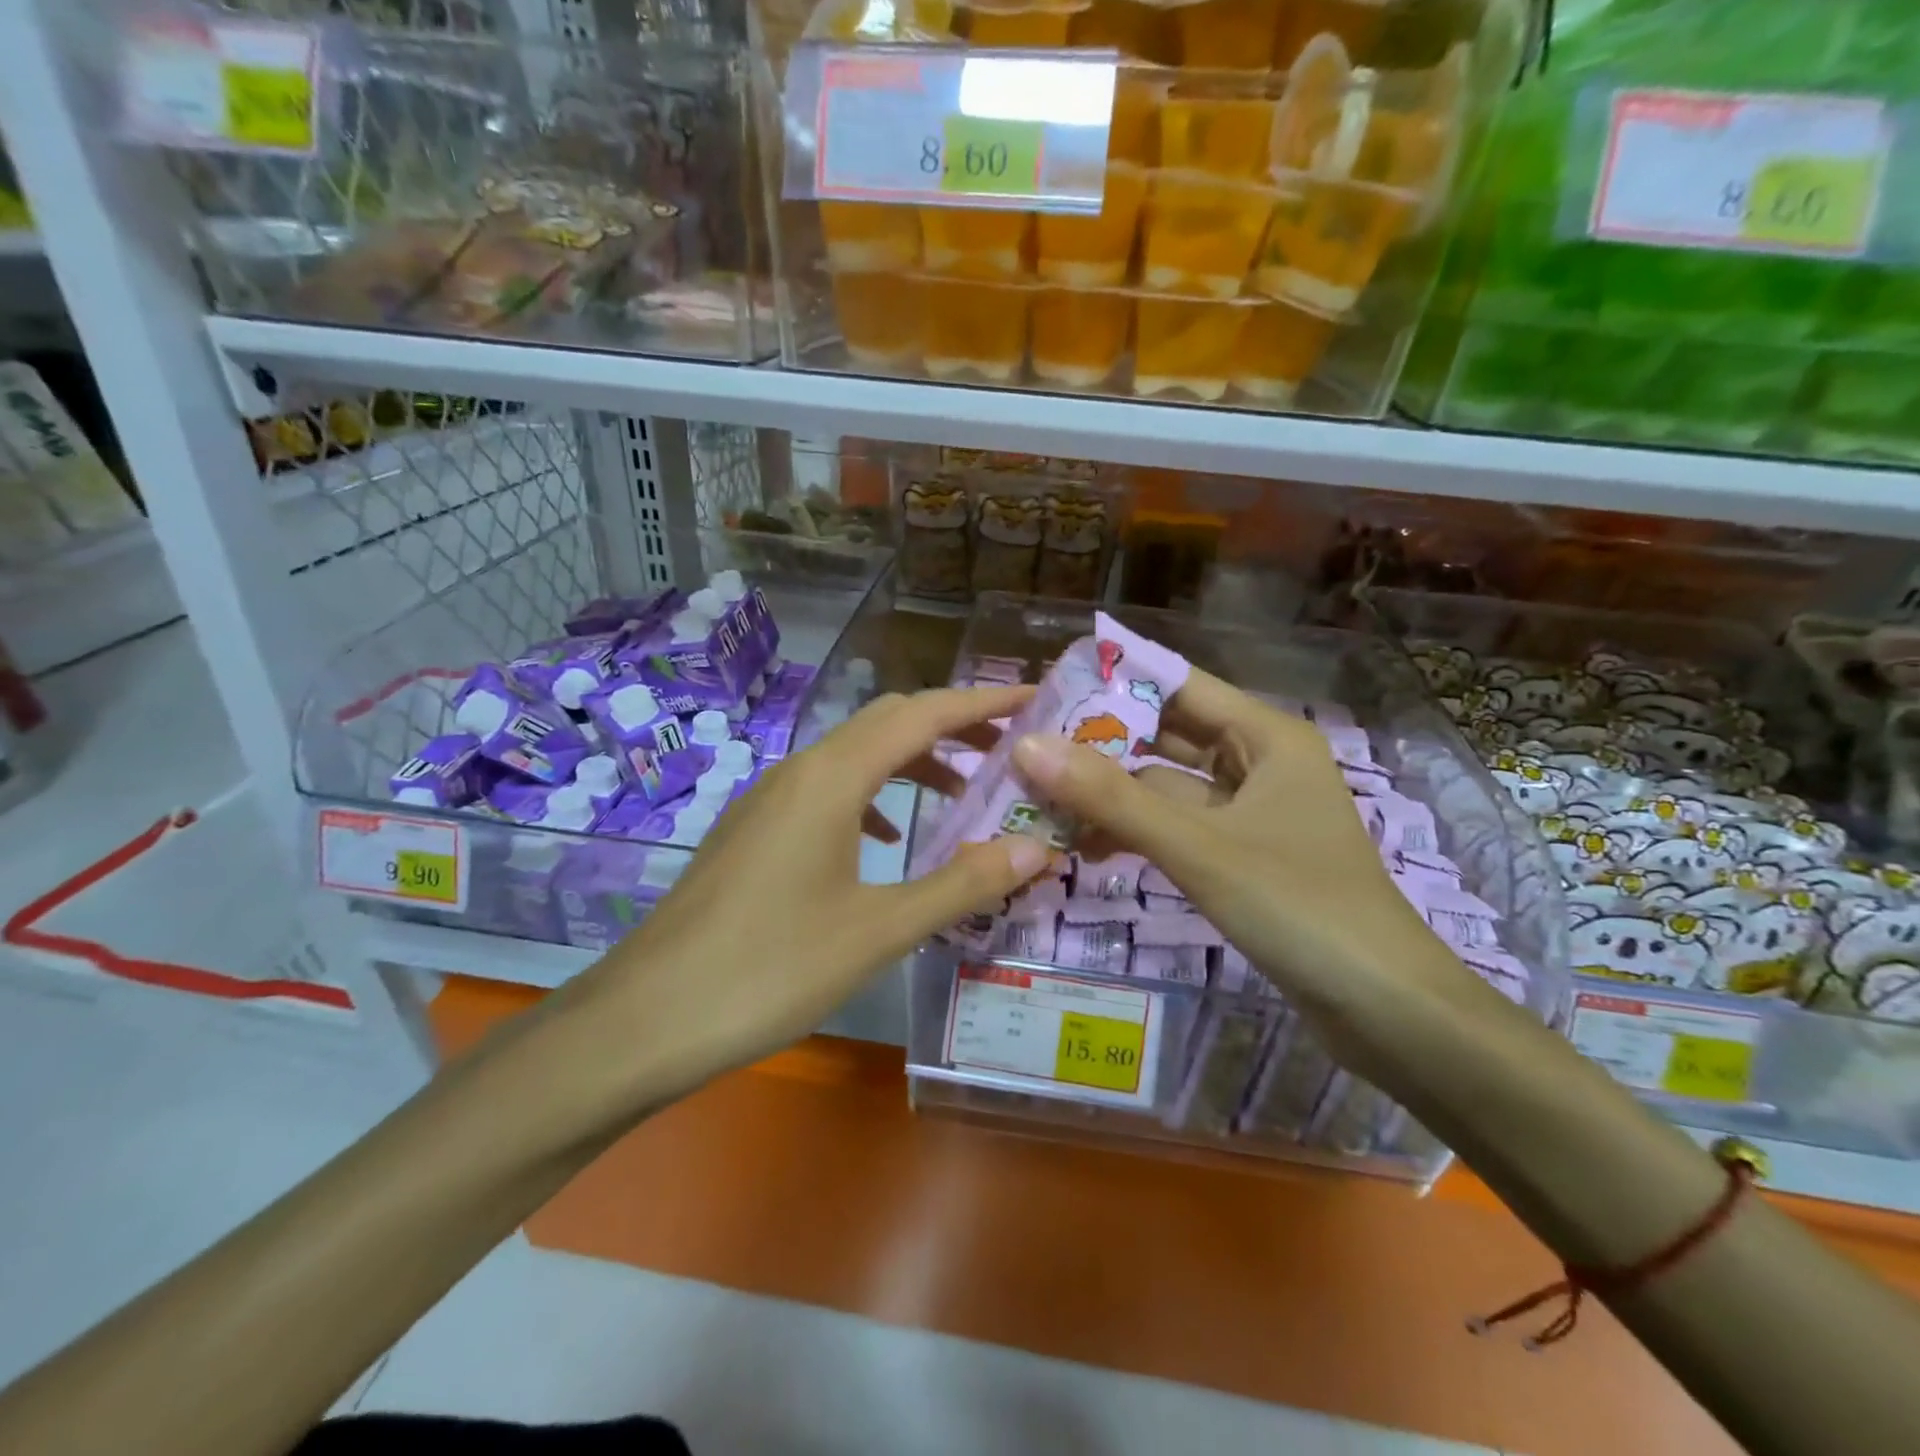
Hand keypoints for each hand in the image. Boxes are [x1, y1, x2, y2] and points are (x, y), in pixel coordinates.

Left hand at [575, 687, 1050, 1094]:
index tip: (1036, 697)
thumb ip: (961, 885)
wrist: (647, 1016)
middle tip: (1010, 746)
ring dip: (913, 761)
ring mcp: (771, 798)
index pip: (923, 715)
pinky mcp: (755, 829)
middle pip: (888, 721)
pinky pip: (828, 790)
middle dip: (953, 725)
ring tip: (964, 793)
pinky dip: (874, 795)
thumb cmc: (770, 968)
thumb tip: (1036, 848)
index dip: (984, 701)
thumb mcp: (879, 931)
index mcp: (833, 778)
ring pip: (856, 755)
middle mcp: (800, 770)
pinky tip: (889, 839)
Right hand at [1010, 668, 1473, 1020]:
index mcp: (1265, 736)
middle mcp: (1259, 763)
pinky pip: (1179, 828)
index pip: (1179, 685)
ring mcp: (1251, 813)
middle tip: (1029, 746)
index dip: (1116, 680)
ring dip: (1114, 794)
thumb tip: (1027, 746)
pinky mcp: (1243, 857)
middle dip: (1103, 743)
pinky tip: (1087, 846)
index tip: (1049, 686)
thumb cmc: (1299, 906)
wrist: (1387, 1010)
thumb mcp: (1197, 846)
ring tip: (1042, 798)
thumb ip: (1111, 798)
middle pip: (1169, 736)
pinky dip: (1138, 832)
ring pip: (1169, 787)